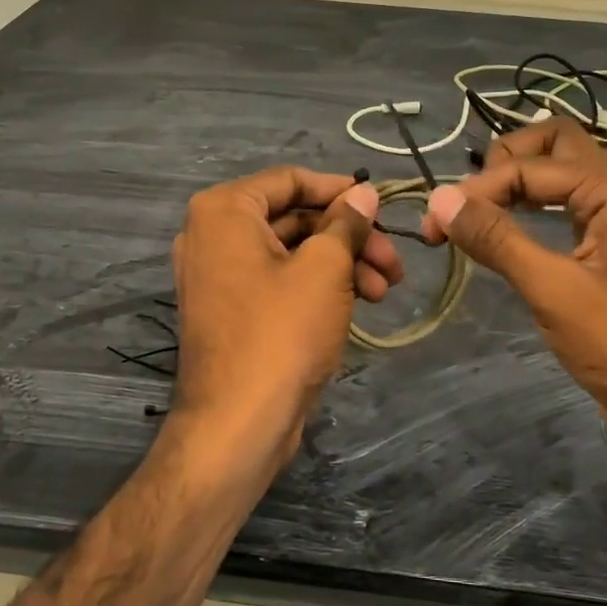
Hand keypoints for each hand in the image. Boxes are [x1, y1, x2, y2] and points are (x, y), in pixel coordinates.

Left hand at [166, 167, 400, 486]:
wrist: (238, 425)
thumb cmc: (281, 332)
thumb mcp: (324, 268)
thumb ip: (345, 223)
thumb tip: (362, 193)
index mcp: (224, 211)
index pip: (290, 180)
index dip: (339, 189)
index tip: (380, 204)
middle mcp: (213, 235)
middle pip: (294, 218)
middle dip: (349, 237)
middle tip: (393, 259)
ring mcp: (220, 276)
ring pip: (292, 252)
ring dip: (342, 264)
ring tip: (386, 289)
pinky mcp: (233, 310)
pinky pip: (279, 281)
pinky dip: (318, 286)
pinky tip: (360, 303)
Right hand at [422, 118, 606, 502]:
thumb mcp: (553, 289)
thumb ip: (496, 238)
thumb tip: (439, 198)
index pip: (528, 166)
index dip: (477, 190)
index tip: (435, 226)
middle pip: (553, 144)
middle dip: (504, 162)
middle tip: (469, 202)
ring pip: (560, 171)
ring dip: (518, 181)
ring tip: (479, 214)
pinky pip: (566, 203)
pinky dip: (533, 206)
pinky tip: (508, 231)